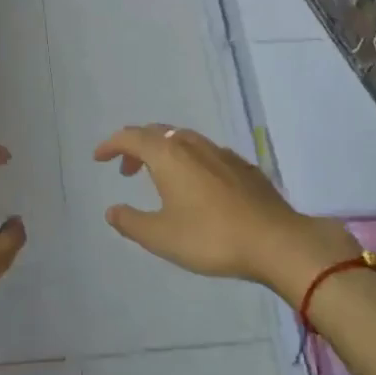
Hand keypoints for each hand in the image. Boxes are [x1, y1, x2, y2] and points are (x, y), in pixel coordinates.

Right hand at [94, 124, 357, 298]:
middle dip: (136, 147)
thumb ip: (131, 222)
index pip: (131, 137)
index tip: (99, 158)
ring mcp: (221, 153)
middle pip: (157, 133)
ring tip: (159, 178)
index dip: (111, 145)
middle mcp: (193, 145)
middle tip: (126, 170)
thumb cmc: (211, 237)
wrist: (276, 241)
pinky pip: (205, 153)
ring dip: (163, 153)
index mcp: (168, 156)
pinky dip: (188, 161)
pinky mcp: (243, 166)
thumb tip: (112, 210)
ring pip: (183, 140)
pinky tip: (196, 186)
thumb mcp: (161, 237)